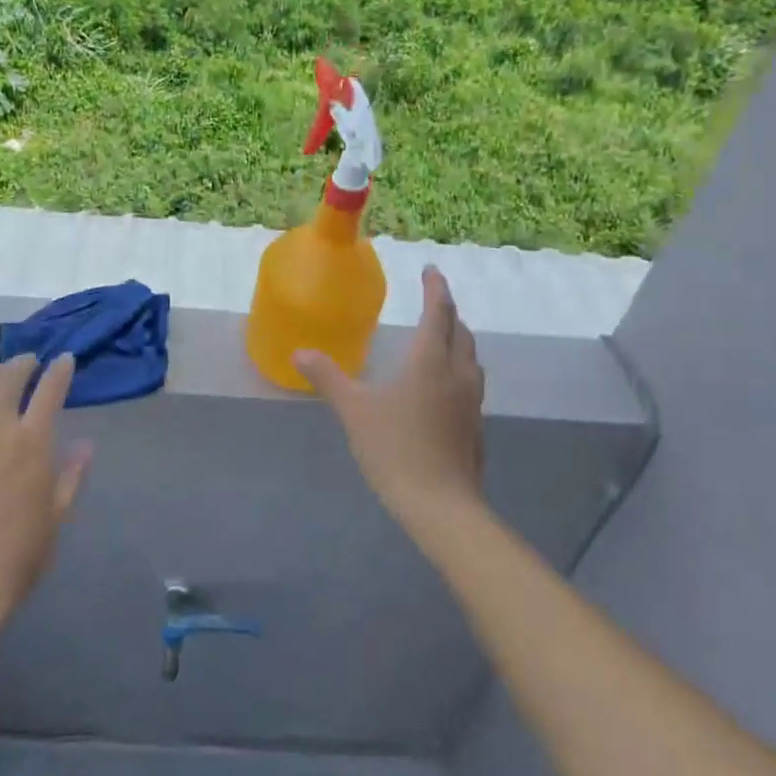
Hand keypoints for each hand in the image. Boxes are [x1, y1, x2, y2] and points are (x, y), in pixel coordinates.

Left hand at [0, 354, 91, 635]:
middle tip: (28, 361)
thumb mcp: (55, 518)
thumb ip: (71, 477)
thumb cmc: (16, 558)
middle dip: (21, 364)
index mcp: (31, 444)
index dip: (59, 371)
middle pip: (6, 380)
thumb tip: (87, 444)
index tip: (64, 360)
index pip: (49, 391)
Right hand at [294, 266, 485, 530]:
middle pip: (460, 332)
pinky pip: (471, 382)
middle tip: (434, 300)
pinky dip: (460, 368)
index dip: (436, 288)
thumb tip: (299, 353)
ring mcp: (471, 401)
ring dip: (458, 339)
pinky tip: (444, 386)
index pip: (438, 313)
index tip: (431, 270)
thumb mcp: (354, 410)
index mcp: (430, 361)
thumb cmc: (395, 449)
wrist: (440, 505)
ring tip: (442, 337)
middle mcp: (457, 374)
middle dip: (448, 311)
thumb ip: (327, 378)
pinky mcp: (476, 426)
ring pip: (470, 358)